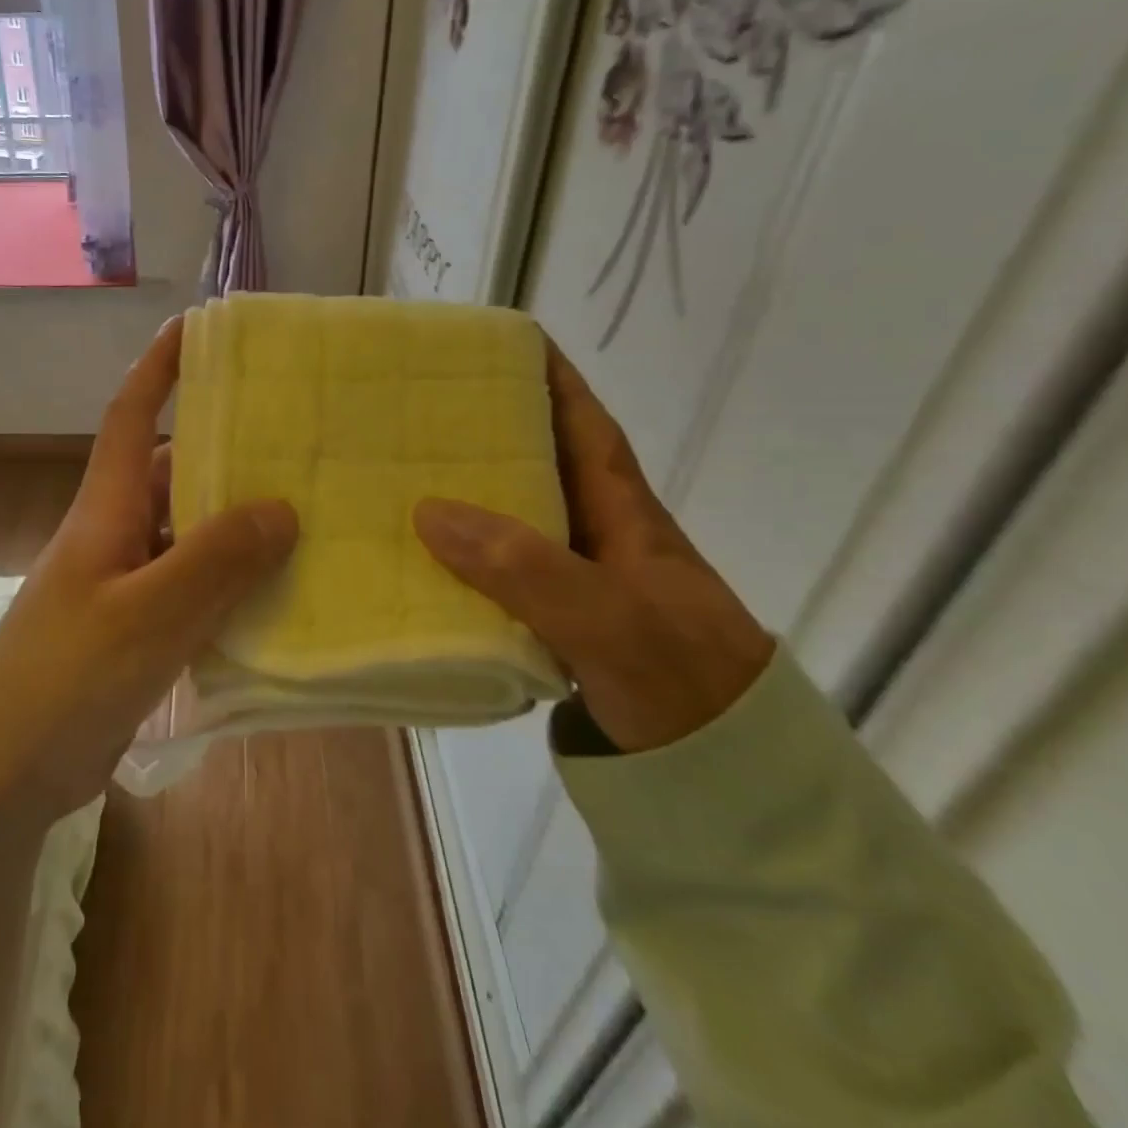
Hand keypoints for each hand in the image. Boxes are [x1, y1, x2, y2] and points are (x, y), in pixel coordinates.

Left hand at [0, 316, 298, 823]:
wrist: (3, 775)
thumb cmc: (65, 680)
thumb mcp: (147, 616)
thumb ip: (214, 561)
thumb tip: (281, 508)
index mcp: (104, 510)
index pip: (129, 415)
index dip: (158, 366)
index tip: (198, 327)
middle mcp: (114, 534)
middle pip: (171, 473)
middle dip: (224, 451)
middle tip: (295, 440)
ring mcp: (123, 584)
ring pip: (187, 534)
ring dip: (234, 525)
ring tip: (305, 515)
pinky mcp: (134, 630)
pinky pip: (190, 587)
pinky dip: (228, 583)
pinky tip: (275, 595)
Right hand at [413, 342, 773, 752]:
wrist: (729, 783)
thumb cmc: (682, 683)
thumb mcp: (611, 620)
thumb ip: (526, 567)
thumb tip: (429, 511)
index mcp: (623, 512)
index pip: (583, 423)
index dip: (547, 378)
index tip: (496, 344)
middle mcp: (598, 536)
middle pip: (538, 463)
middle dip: (486, 431)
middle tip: (415, 411)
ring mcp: (577, 582)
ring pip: (513, 520)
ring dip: (466, 496)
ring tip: (399, 475)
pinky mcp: (557, 624)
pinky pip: (499, 573)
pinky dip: (462, 560)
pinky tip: (419, 562)